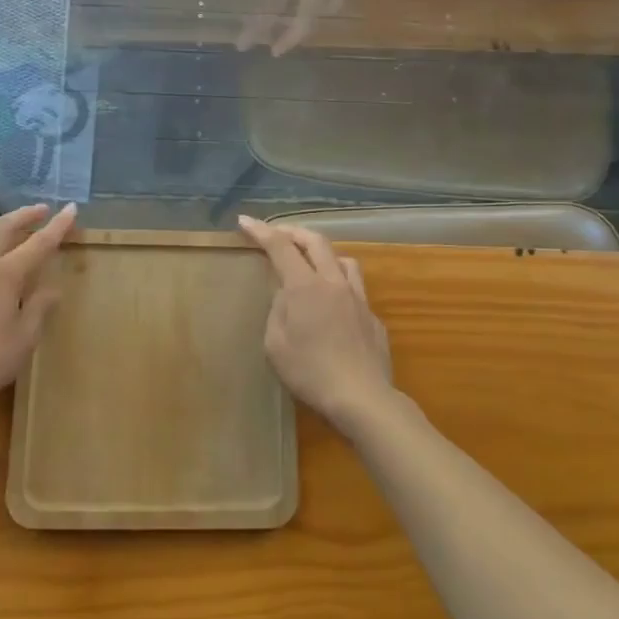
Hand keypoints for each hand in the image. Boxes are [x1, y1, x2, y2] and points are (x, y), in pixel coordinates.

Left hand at [0, 203, 76, 414]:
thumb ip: (39, 307)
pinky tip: (1, 269)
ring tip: (24, 234)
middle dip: (25, 215)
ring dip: (8, 230)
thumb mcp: (24, 337)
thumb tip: (51, 289)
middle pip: (3, 227)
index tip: (71, 208)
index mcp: (5, 273)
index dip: (57, 225)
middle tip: (43, 210)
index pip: (38, 242)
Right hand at [238, 216, 392, 435]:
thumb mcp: (276, 344)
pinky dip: (339, 286)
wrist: (362, 398)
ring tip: (311, 264)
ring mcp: (358, 298)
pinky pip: (355, 289)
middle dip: (293, 232)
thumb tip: (286, 295)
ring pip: (342, 259)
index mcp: (305, 286)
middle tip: (277, 235)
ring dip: (323, 254)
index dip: (261, 231)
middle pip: (315, 241)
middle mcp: (334, 282)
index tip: (245, 221)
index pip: (280, 247)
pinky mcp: (372, 317)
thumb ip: (278, 311)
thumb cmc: (310, 373)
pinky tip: (334, 307)